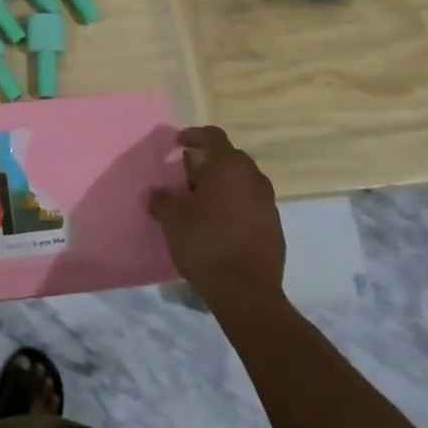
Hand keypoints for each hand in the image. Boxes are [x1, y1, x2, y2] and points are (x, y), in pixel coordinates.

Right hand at [149, 126, 286, 313]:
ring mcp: (269, 204)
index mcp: (230, 167)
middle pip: (230, 159)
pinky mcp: (275, 228)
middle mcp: (254, 179)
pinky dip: (235, 206)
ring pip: (243, 183)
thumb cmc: (205, 243)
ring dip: (223, 186)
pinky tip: (219, 225)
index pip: (213, 136)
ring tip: (202, 203)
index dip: (194, 135)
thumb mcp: (172, 219)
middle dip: (208, 163)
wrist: (246, 292)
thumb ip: (160, 200)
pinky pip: (252, 205)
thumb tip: (153, 192)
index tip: (178, 144)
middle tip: (187, 177)